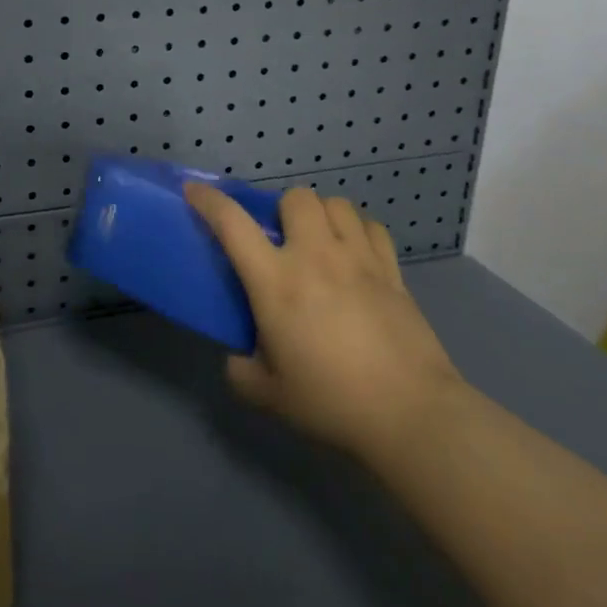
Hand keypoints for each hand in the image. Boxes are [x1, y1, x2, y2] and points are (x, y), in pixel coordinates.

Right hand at [185, 182, 466, 470]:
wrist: (411, 414)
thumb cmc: (332, 401)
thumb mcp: (269, 395)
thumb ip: (241, 370)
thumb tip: (238, 358)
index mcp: (275, 281)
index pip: (232, 223)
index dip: (208, 200)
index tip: (195, 191)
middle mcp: (315, 256)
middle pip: (295, 197)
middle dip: (282, 209)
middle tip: (281, 239)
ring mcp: (358, 259)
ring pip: (336, 203)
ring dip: (321, 215)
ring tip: (320, 241)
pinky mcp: (392, 271)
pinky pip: (372, 227)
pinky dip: (358, 230)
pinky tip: (356, 253)